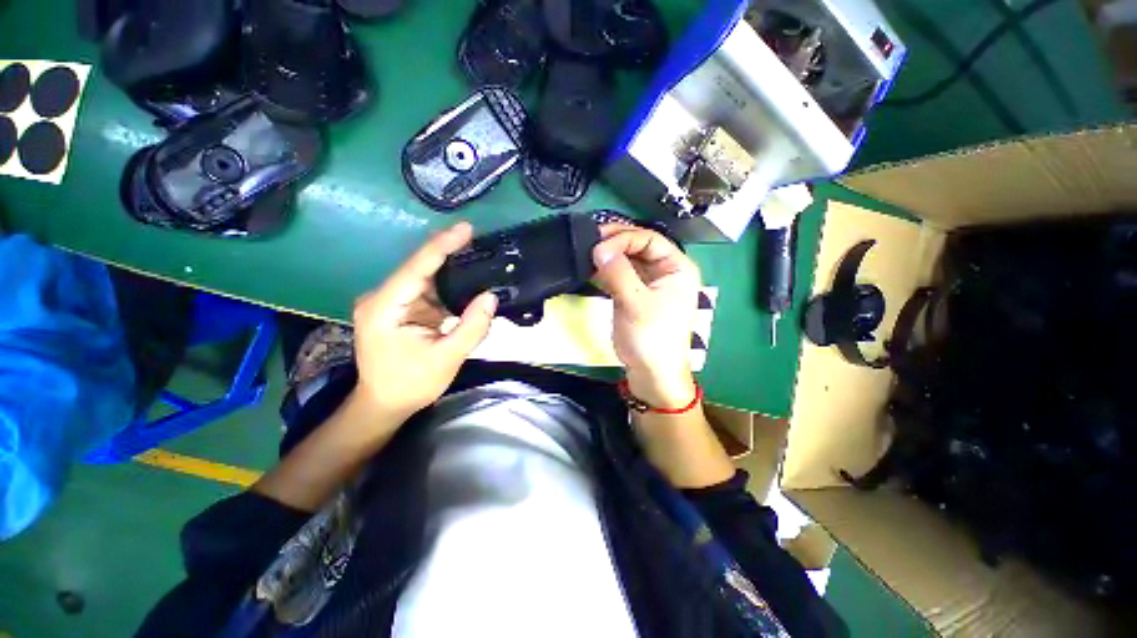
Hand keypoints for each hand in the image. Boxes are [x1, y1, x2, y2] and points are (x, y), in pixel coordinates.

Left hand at [352, 222, 497, 420]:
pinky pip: (427, 290)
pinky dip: (448, 286)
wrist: (384, 404)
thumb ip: (471, 327)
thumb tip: (491, 297)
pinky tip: (467, 280)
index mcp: (383, 308)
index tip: (466, 228)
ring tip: (479, 257)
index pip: (416, 268)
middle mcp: (381, 297)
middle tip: (479, 240)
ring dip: (451, 270)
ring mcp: (389, 302)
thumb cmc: (411, 384)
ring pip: (425, 277)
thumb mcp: (447, 358)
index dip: (442, 246)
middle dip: (449, 254)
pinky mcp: (399, 308)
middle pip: (419, 268)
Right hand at [592, 226, 701, 408]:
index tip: (598, 246)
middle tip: (589, 242)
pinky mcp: (635, 296)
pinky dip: (606, 272)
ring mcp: (649, 284)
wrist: (651, 375)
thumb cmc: (651, 339)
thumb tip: (599, 248)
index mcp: (677, 268)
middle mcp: (665, 271)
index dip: (623, 238)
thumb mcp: (635, 303)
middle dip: (614, 243)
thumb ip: (618, 273)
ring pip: (627, 261)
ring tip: (586, 254)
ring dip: (608, 257)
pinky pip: (620, 276)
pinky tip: (591, 270)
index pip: (648, 239)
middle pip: (638, 246)